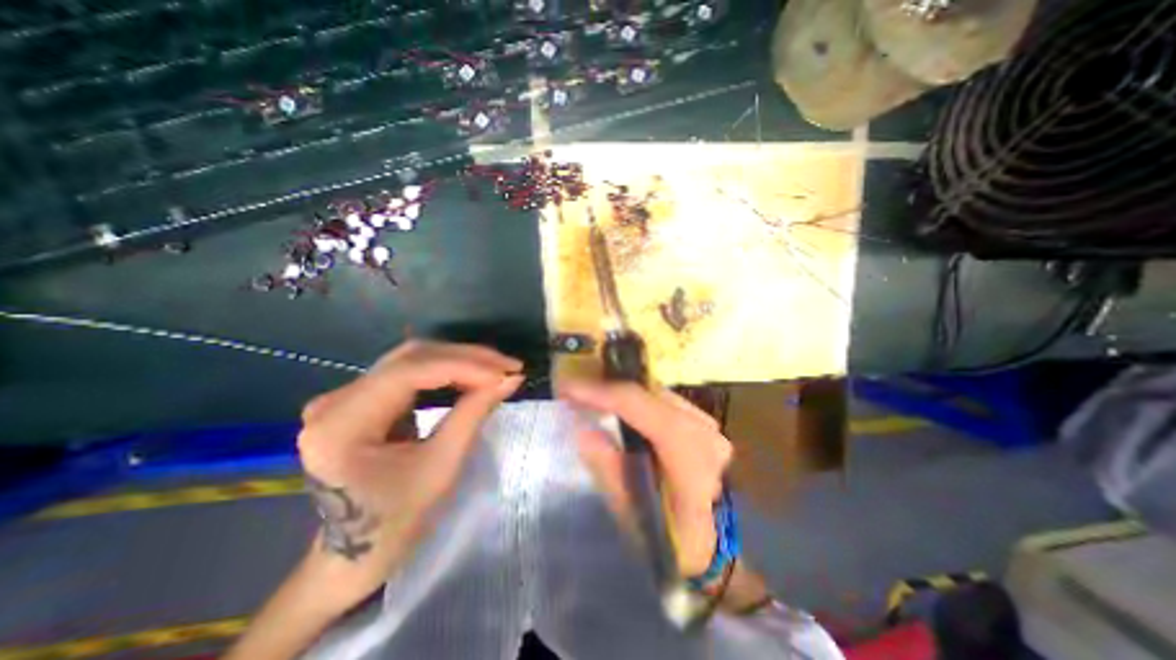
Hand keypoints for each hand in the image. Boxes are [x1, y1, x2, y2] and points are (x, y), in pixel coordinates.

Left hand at [297, 339, 521, 608]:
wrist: (357, 552)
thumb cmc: (397, 520)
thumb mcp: (442, 466)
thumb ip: (474, 413)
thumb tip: (511, 378)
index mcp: (341, 425)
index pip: (409, 373)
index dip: (463, 367)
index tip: (506, 373)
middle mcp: (334, 401)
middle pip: (411, 358)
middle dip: (467, 359)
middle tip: (508, 366)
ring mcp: (344, 396)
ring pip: (413, 359)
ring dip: (459, 360)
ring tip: (496, 369)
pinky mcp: (360, 398)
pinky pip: (410, 371)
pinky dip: (446, 370)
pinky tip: (472, 375)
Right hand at [563, 383, 731, 577]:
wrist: (711, 544)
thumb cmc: (669, 538)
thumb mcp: (632, 511)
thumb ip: (608, 467)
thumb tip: (582, 430)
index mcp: (690, 458)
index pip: (644, 409)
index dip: (604, 394)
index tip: (570, 388)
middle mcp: (705, 433)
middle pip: (650, 395)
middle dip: (609, 388)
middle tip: (576, 390)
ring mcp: (708, 426)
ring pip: (657, 394)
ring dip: (623, 393)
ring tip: (591, 396)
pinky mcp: (703, 424)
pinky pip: (663, 401)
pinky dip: (637, 400)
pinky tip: (618, 406)